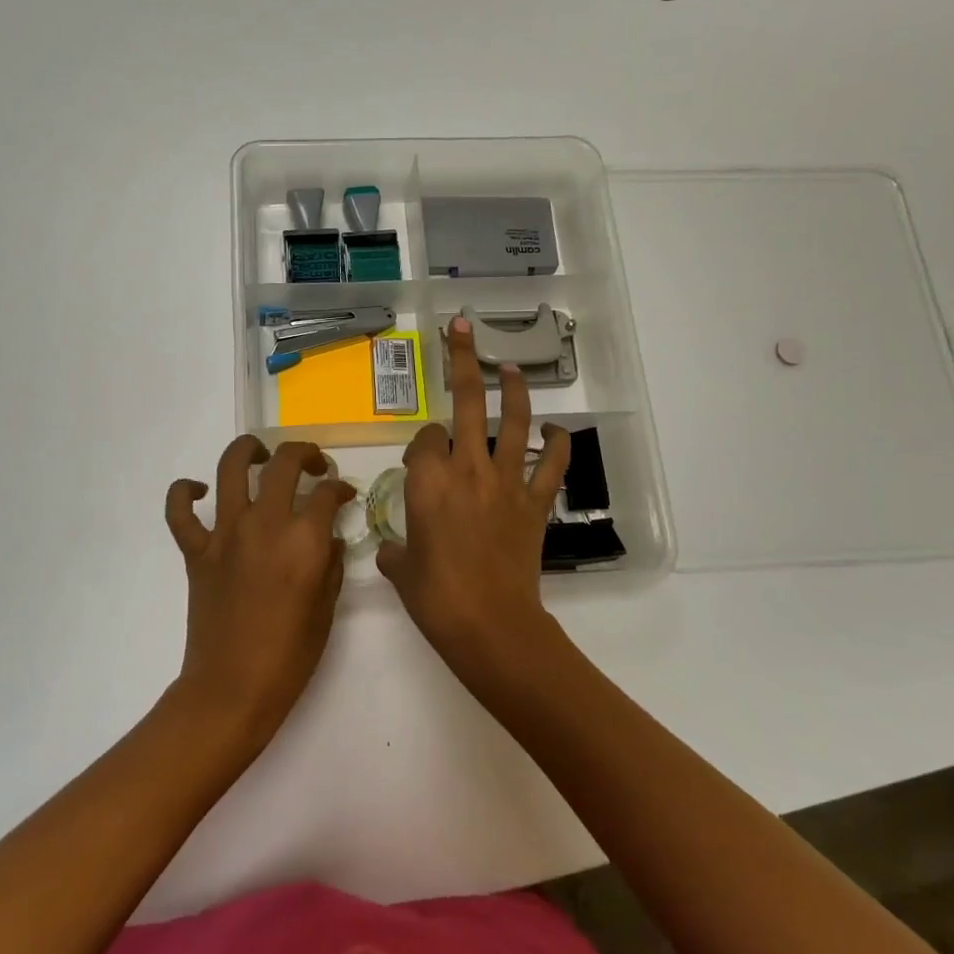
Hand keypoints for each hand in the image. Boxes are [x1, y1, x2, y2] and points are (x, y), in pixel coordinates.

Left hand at [164, 436, 354, 742]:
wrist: (233, 688)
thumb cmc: (290, 656)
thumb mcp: (327, 608)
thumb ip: (331, 563)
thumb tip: (328, 537)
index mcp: (304, 540)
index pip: (327, 493)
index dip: (340, 488)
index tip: (344, 494)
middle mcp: (265, 524)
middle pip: (284, 463)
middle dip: (305, 455)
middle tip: (313, 466)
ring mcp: (225, 534)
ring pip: (231, 468)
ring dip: (248, 450)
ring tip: (259, 454)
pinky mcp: (196, 550)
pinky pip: (180, 510)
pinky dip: (185, 492)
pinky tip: (200, 490)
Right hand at [378, 317, 570, 684]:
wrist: (490, 625)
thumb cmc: (436, 597)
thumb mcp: (401, 571)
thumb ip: (395, 551)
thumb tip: (396, 549)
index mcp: (428, 481)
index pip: (424, 439)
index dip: (421, 445)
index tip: (420, 463)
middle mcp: (467, 470)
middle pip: (464, 403)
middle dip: (462, 361)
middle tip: (462, 328)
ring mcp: (506, 483)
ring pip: (513, 423)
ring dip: (513, 391)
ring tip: (509, 369)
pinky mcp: (535, 503)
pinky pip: (552, 466)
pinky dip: (558, 445)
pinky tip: (555, 432)